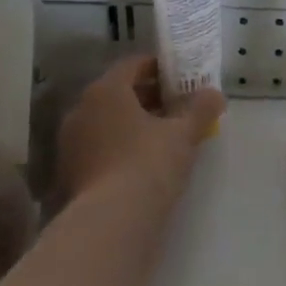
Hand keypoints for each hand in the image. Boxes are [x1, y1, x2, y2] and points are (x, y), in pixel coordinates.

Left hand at [57, 56, 224, 204]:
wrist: (112, 220)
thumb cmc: (149, 163)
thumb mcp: (184, 134)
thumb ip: (201, 109)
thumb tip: (215, 94)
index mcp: (106, 91)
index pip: (132, 65)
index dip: (158, 67)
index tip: (180, 76)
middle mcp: (81, 109)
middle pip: (118, 93)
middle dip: (147, 97)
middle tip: (176, 106)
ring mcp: (70, 142)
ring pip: (106, 121)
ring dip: (132, 123)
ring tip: (163, 135)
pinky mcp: (69, 171)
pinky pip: (99, 147)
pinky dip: (119, 146)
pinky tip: (141, 161)